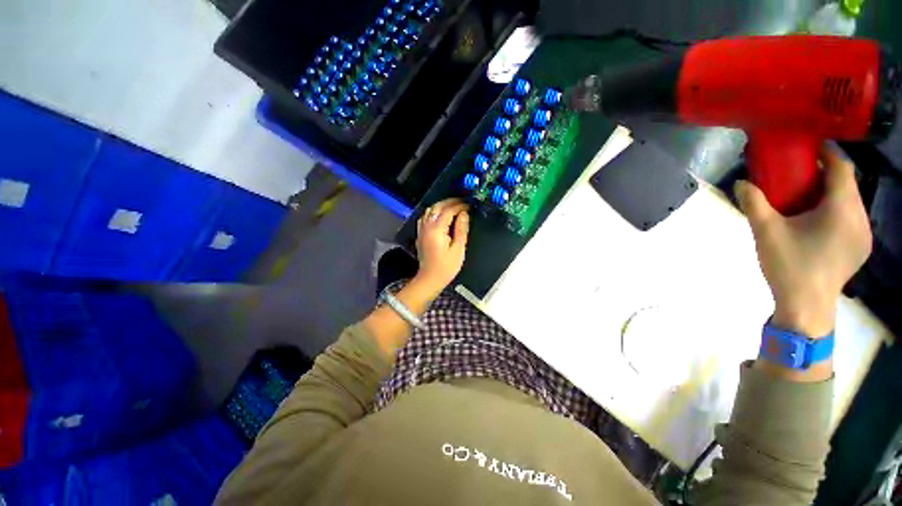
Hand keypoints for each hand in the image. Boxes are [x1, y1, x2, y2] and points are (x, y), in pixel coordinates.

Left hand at [415, 198, 469, 294]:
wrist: (430, 278)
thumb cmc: (446, 267)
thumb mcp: (458, 249)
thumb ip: (461, 229)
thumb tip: (464, 214)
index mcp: (437, 229)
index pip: (448, 210)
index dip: (459, 206)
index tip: (469, 205)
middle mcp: (427, 226)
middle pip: (437, 207)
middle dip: (450, 202)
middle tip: (462, 202)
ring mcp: (421, 229)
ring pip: (429, 210)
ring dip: (441, 205)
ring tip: (453, 206)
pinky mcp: (420, 234)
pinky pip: (425, 216)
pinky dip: (433, 212)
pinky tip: (440, 215)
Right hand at [735, 144, 872, 336]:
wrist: (807, 306)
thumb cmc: (789, 265)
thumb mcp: (766, 232)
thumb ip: (754, 204)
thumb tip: (740, 183)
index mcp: (842, 209)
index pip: (842, 169)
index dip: (827, 154)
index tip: (808, 149)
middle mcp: (860, 218)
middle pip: (847, 185)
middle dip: (826, 175)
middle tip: (800, 176)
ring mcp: (863, 235)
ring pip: (850, 203)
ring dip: (831, 194)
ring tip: (806, 199)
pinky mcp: (860, 248)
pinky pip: (851, 219)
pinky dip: (836, 211)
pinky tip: (817, 222)